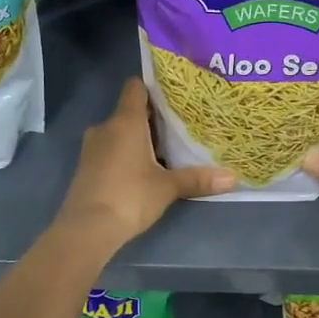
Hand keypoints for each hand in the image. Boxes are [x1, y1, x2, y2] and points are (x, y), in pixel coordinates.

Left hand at [57, 79, 234, 246]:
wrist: (86, 229)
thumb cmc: (130, 197)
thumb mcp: (167, 188)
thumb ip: (197, 179)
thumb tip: (233, 178)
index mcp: (126, 121)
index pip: (135, 87)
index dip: (153, 87)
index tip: (173, 95)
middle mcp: (106, 127)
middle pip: (130, 111)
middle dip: (151, 118)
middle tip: (179, 127)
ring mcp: (92, 147)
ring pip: (119, 132)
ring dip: (138, 138)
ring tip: (164, 150)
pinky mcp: (86, 167)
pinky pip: (109, 149)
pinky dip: (124, 154)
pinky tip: (142, 170)